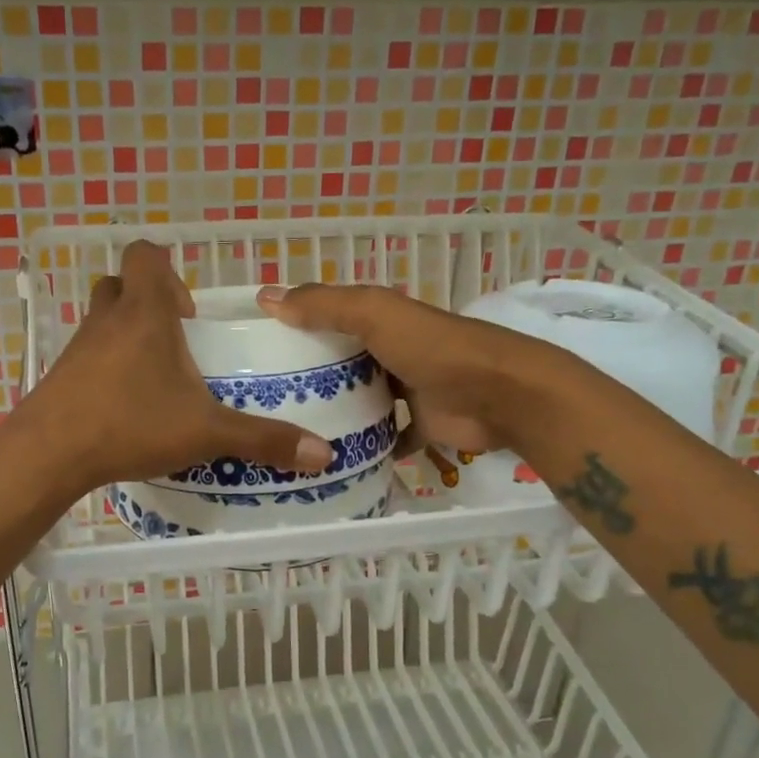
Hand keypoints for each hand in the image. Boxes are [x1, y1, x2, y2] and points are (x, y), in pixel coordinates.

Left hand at [18, 242, 333, 491]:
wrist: (50, 454)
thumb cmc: (131, 424)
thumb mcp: (206, 432)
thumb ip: (263, 438)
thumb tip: (323, 455)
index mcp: (145, 313)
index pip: (146, 256)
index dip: (168, 270)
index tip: (189, 313)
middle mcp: (107, 320)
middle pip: (121, 285)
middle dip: (148, 303)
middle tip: (175, 342)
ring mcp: (77, 347)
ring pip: (101, 320)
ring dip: (126, 335)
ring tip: (155, 378)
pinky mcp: (59, 376)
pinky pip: (86, 356)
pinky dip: (106, 368)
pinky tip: (125, 406)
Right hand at [256, 282, 538, 454]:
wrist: (500, 395)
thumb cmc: (432, 349)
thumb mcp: (374, 315)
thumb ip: (324, 305)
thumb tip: (265, 297)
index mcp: (381, 320)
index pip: (330, 318)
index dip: (297, 328)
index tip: (258, 350)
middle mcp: (392, 351)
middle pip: (344, 362)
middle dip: (311, 376)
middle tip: (265, 401)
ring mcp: (409, 391)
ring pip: (364, 401)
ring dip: (337, 413)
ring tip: (291, 432)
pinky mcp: (422, 426)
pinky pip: (387, 438)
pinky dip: (368, 448)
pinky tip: (335, 460)